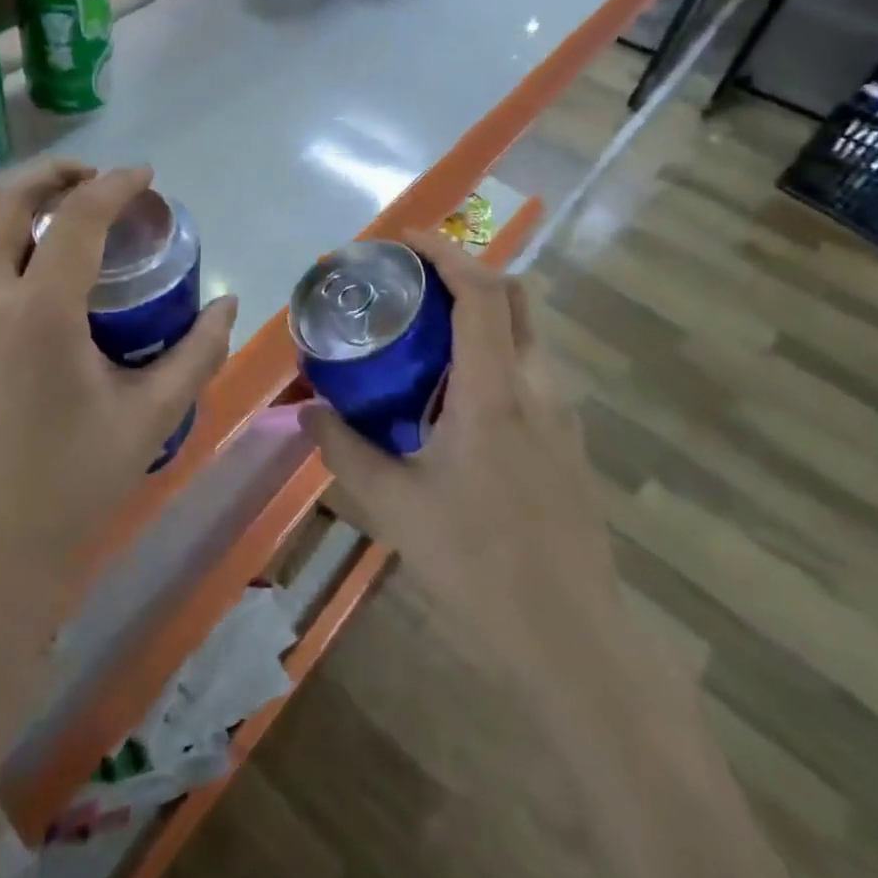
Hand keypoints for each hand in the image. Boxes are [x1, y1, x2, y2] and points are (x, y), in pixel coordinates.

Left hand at [0, 160, 237, 627]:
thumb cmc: (71, 486)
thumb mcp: (149, 418)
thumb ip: (196, 353)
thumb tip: (227, 305)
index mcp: (36, 313)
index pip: (76, 217)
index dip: (115, 185)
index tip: (146, 176)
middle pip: (4, 200)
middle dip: (53, 174)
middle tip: (100, 181)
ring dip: (30, 210)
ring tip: (81, 226)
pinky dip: (14, 248)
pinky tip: (53, 283)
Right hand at [300, 227, 620, 652]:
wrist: (572, 638)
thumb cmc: (479, 564)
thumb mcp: (394, 506)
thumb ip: (344, 450)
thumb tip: (306, 411)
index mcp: (495, 391)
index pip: (482, 292)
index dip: (446, 252)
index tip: (405, 239)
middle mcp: (537, 387)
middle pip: (516, 296)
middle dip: (467, 270)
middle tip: (413, 279)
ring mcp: (561, 414)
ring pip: (527, 332)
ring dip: (482, 311)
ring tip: (426, 329)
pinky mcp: (568, 442)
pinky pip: (530, 369)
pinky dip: (495, 349)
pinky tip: (455, 392)